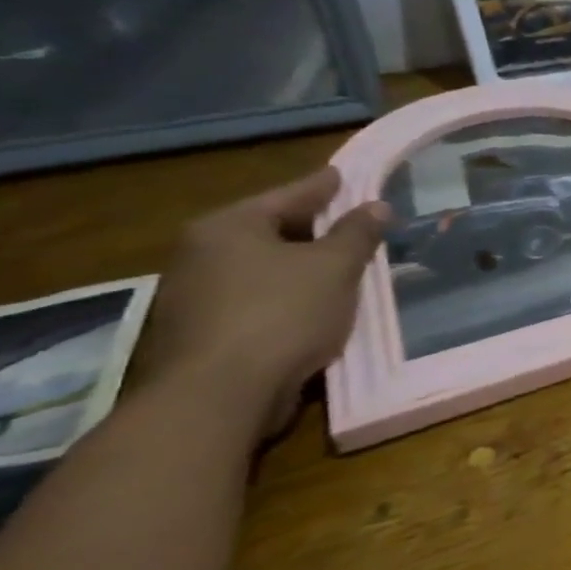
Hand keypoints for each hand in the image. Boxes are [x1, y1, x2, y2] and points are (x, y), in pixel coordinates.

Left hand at [133, 168, 388, 438]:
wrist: (218, 394)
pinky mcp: (200, 331)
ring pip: (261, 267)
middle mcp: (201, 253)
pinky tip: (312, 306)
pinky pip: (254, 299)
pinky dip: (285, 296)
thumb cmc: (282, 314)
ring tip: (338, 267)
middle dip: (312, 228)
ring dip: (299, 266)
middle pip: (270, 230)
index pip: (289, 195)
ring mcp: (194, 294)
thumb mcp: (335, 267)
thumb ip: (357, 233)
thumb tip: (376, 205)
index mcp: (228, 227)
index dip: (324, 186)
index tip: (344, 175)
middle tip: (350, 223)